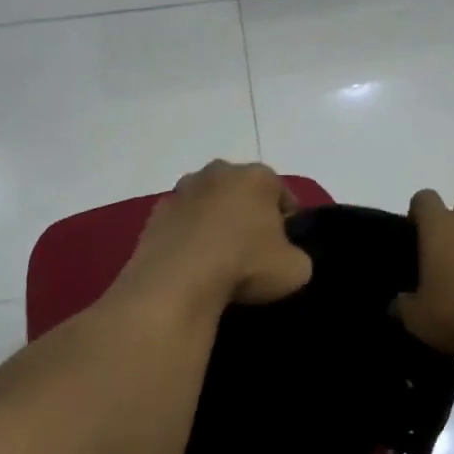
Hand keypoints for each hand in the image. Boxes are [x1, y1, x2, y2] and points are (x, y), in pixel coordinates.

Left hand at [119, 161, 312, 309]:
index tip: (285, 247)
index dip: (287, 222)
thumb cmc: (245, 265)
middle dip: (247, 214)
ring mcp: (183, 190)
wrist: (178, 281)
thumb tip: (285, 258)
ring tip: (218, 258)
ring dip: (214, 222)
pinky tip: (191, 263)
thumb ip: (297, 257)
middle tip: (252, 250)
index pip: (282, 195)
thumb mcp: (296, 269)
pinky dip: (187, 236)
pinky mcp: (156, 212)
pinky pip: (181, 222)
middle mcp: (219, 172)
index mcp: (258, 177)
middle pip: (242, 192)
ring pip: (208, 203)